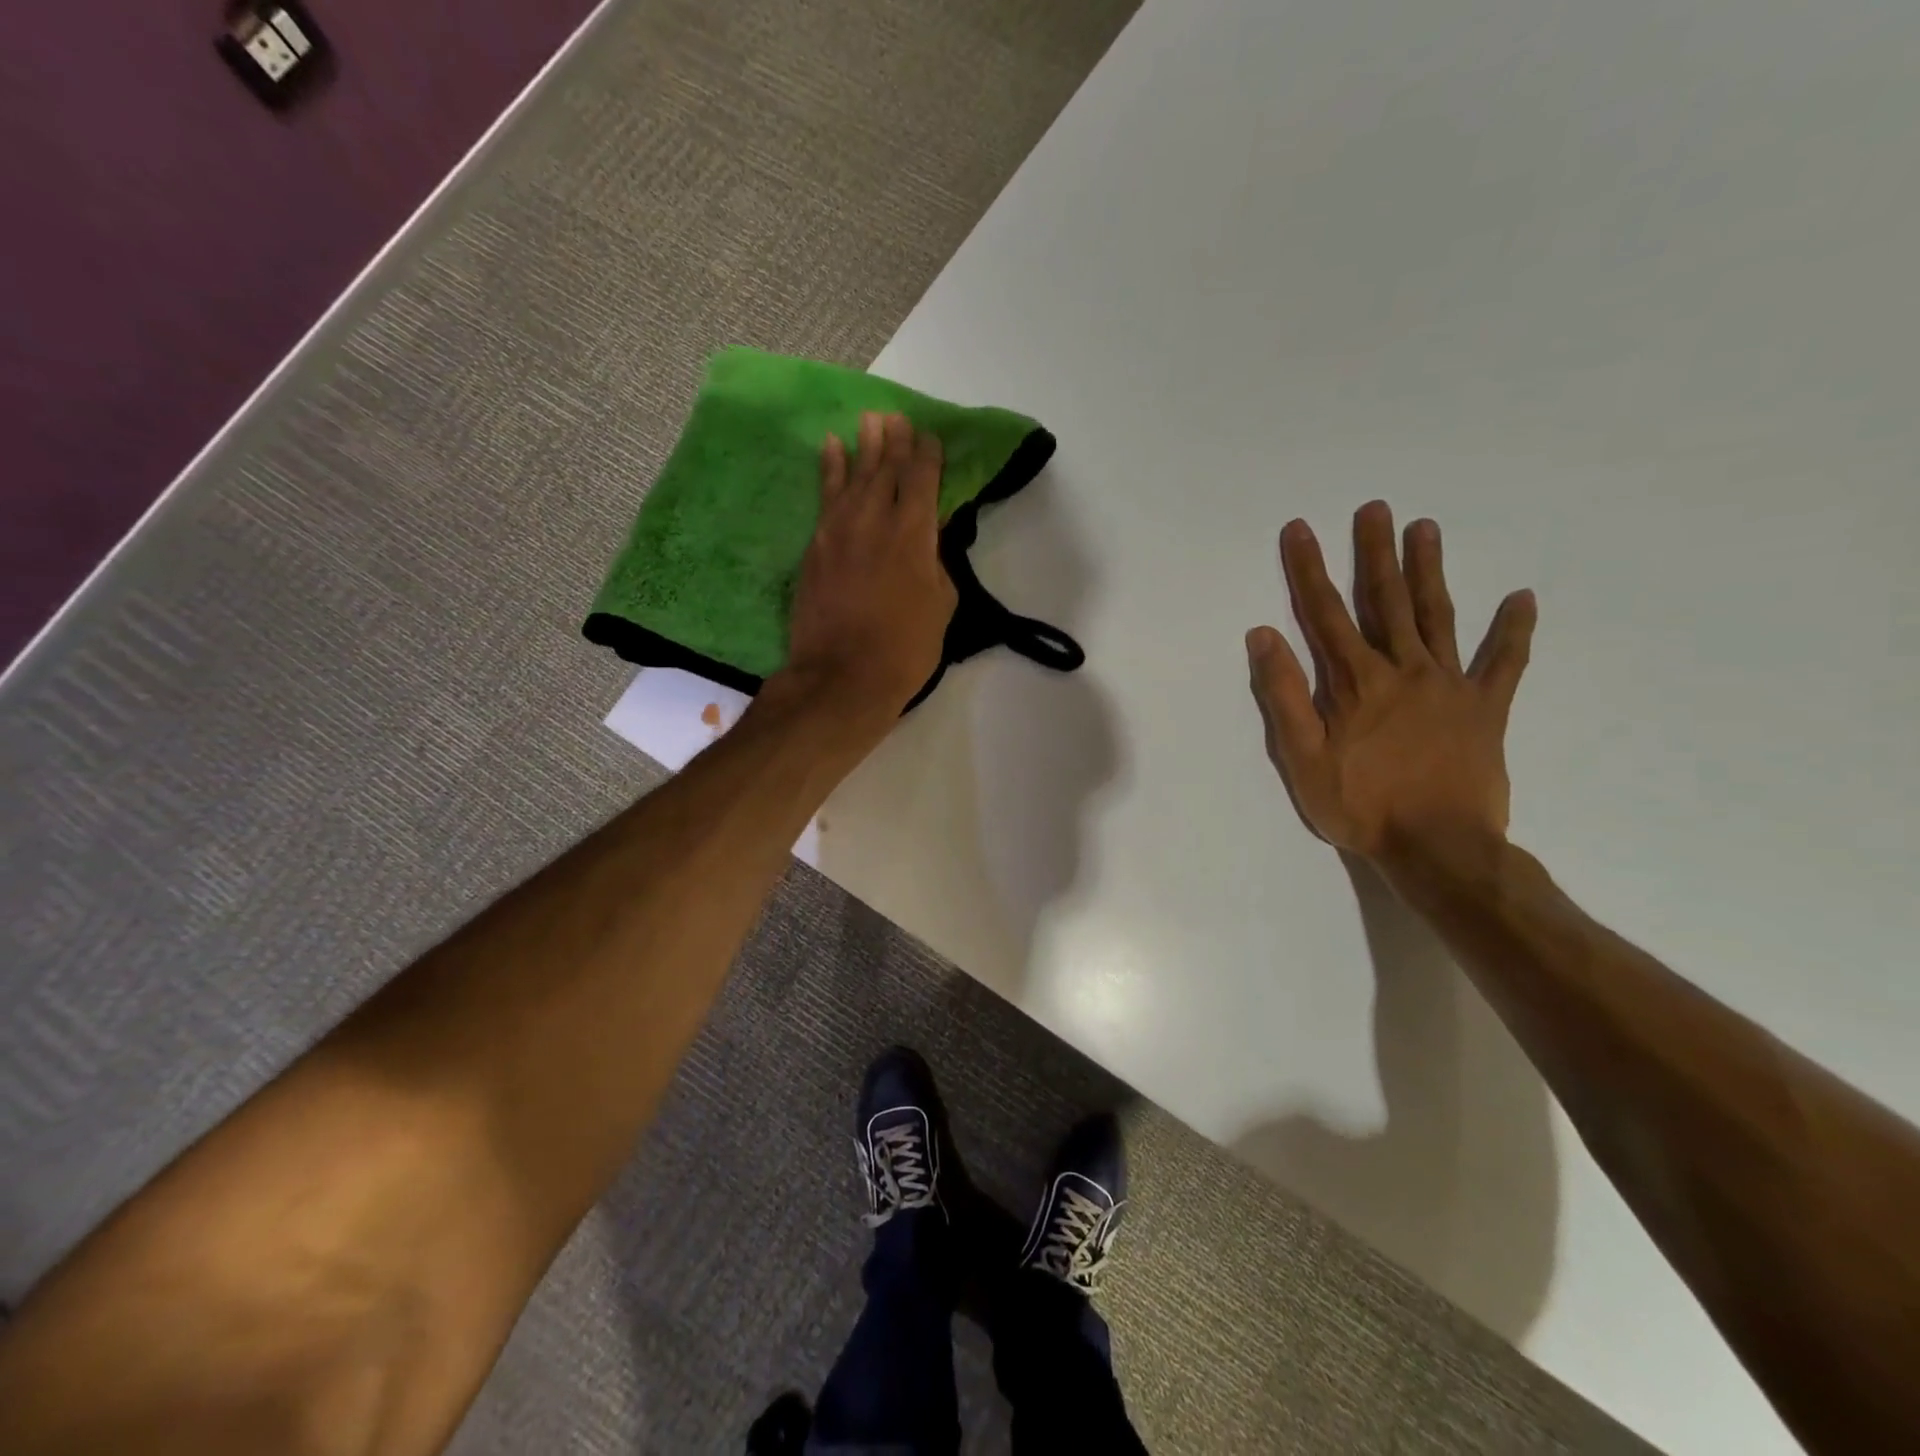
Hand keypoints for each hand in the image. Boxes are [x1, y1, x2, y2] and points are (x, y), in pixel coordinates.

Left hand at [779, 411, 956, 725]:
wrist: (842, 676)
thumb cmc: (905, 648)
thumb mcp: (941, 604)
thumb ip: (937, 561)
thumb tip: (930, 536)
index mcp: (913, 533)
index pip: (922, 479)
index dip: (927, 455)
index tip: (930, 437)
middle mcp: (874, 519)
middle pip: (886, 468)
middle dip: (895, 441)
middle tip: (898, 417)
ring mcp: (839, 530)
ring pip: (853, 475)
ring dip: (864, 445)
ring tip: (871, 420)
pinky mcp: (815, 545)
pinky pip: (824, 496)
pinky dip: (829, 469)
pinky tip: (831, 448)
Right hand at [1245, 501, 1536, 862]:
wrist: (1440, 848)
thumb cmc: (1361, 806)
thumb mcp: (1302, 757)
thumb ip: (1285, 694)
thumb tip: (1263, 635)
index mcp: (1357, 682)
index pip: (1325, 613)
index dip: (1309, 569)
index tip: (1300, 529)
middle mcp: (1405, 670)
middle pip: (1386, 601)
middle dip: (1375, 553)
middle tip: (1375, 508)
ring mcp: (1451, 686)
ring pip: (1437, 617)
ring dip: (1429, 571)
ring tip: (1425, 528)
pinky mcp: (1486, 709)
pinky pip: (1504, 663)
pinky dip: (1513, 631)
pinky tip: (1521, 599)